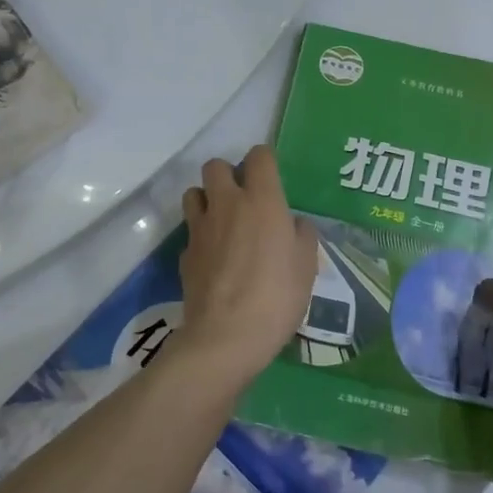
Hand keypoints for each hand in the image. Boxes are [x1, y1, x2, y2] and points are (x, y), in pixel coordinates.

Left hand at [177, 147, 318, 390]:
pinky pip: (191, 231)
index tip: (272, 176)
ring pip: (194, 192)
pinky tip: (215, 257)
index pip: (259, 156)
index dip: (265, 160)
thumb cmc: (277, 296)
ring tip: (223, 221)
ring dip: (207, 199)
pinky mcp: (185, 254)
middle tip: (244, 198)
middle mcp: (227, 204)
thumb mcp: (307, 266)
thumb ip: (303, 235)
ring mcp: (200, 228)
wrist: (226, 336)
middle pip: (215, 166)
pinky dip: (201, 236)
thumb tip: (294, 223)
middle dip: (229, 174)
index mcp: (262, 200)